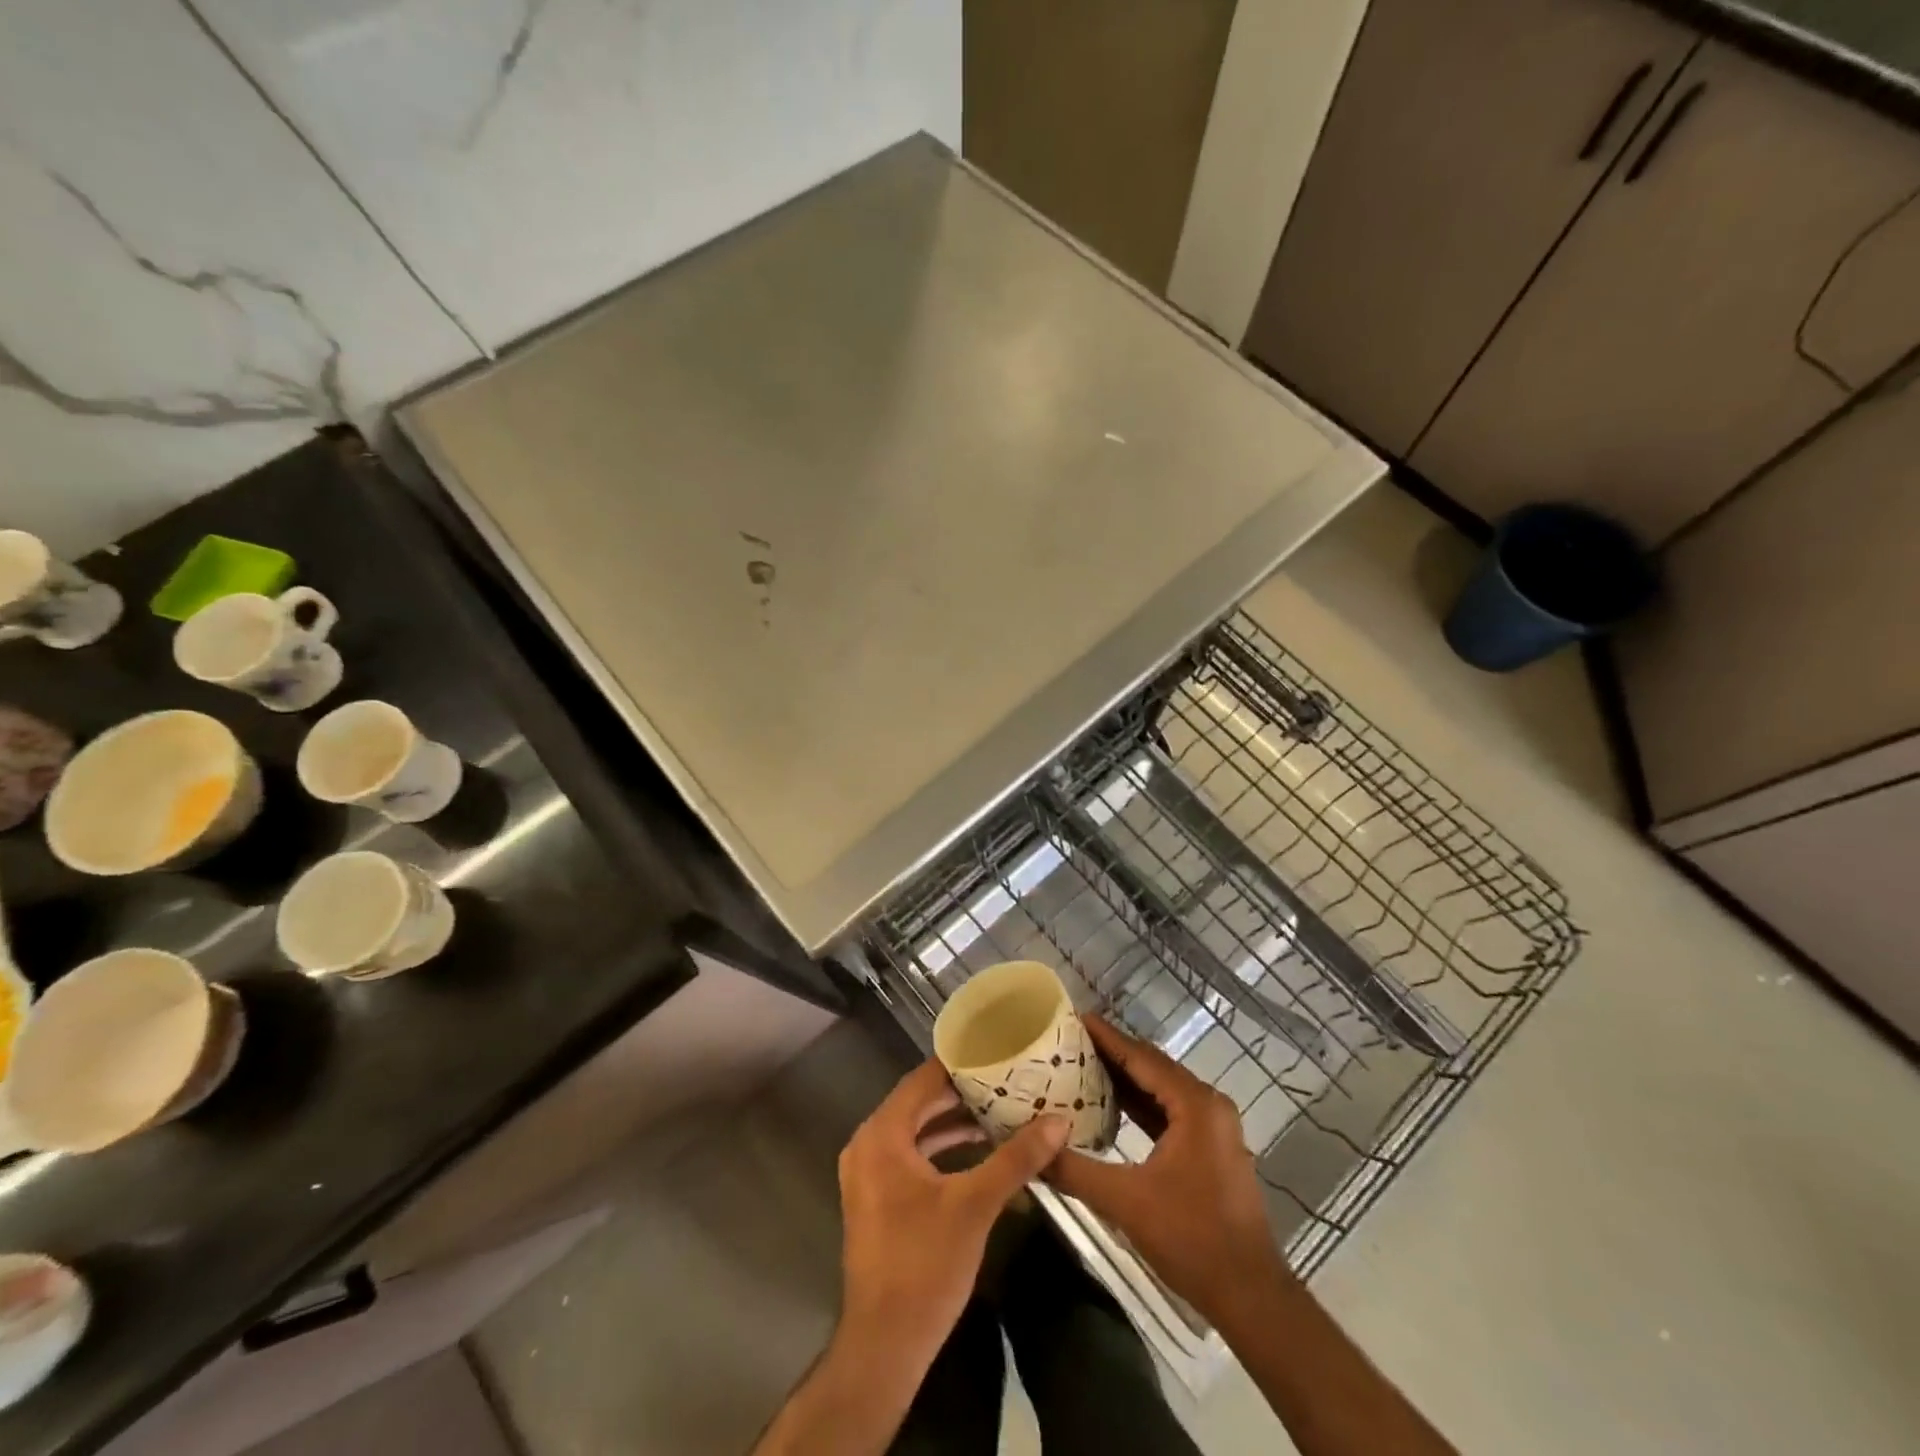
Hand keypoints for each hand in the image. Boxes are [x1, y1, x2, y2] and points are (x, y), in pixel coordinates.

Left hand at [836, 1060, 1068, 1373]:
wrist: (885, 1344)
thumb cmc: (924, 1264)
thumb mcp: (975, 1205)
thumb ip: (1016, 1159)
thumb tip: (1059, 1121)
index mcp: (882, 1135)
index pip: (922, 1080)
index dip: (959, 1064)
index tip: (995, 1049)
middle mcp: (868, 1144)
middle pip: (919, 1102)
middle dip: (962, 1092)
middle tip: (1005, 1078)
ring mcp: (869, 1173)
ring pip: (916, 1130)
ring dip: (954, 1121)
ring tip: (1000, 1109)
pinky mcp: (877, 1197)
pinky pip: (911, 1155)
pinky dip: (942, 1148)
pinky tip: (979, 1150)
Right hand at [1046, 1015, 1290, 1327]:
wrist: (1250, 1296)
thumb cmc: (1191, 1238)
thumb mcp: (1125, 1202)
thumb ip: (1075, 1170)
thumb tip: (1032, 1151)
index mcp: (1195, 1104)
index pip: (1142, 1057)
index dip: (1107, 1037)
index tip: (1075, 1017)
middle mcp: (1208, 1105)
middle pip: (1153, 1067)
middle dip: (1113, 1053)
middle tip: (1071, 1040)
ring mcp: (1213, 1127)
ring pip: (1162, 1089)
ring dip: (1126, 1079)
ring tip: (1083, 1065)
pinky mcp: (1211, 1148)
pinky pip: (1170, 1111)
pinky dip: (1141, 1105)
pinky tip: (1111, 1105)